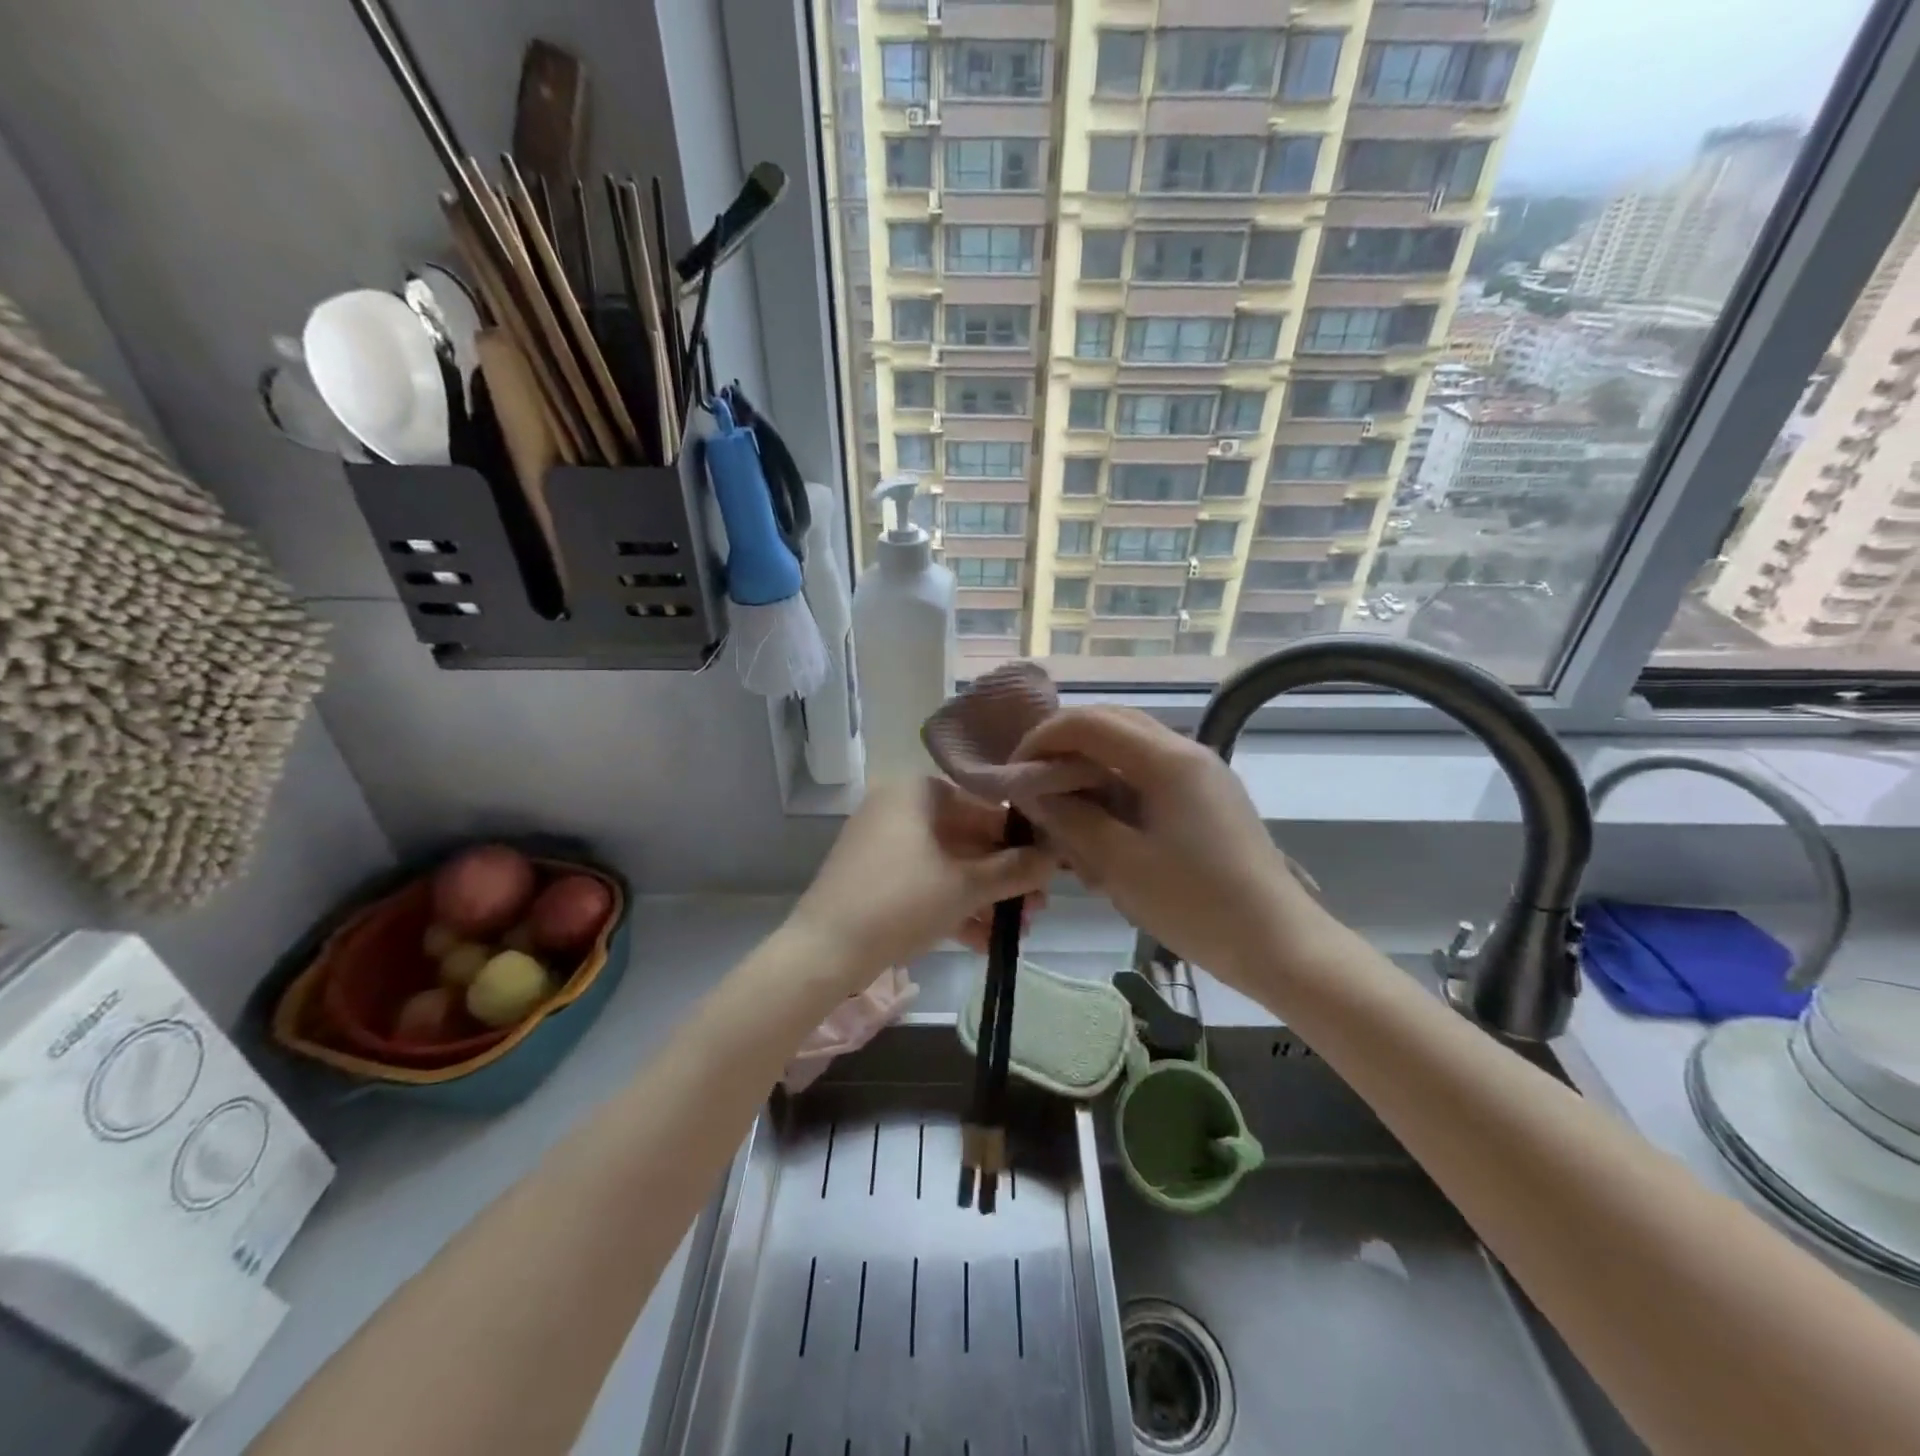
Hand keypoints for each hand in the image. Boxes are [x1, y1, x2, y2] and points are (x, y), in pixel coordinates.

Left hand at [787, 778, 1053, 992]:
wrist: (823, 951)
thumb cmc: (900, 902)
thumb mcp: (966, 887)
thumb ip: (1015, 870)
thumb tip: (1055, 858)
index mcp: (917, 791)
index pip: (984, 806)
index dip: (1020, 839)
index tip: (1049, 869)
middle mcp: (899, 807)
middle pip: (967, 838)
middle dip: (1005, 877)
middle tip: (1038, 906)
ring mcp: (884, 844)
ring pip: (948, 865)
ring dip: (985, 897)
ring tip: (1019, 930)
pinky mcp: (875, 878)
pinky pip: (926, 883)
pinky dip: (954, 907)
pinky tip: (986, 942)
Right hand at [1010, 707, 1334, 994]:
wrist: (1280, 945)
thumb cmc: (1196, 905)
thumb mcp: (1119, 864)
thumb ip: (1069, 818)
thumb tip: (1031, 790)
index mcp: (1167, 760)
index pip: (1089, 722)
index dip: (1042, 740)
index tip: (1014, 777)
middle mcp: (1186, 751)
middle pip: (1110, 726)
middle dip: (1064, 752)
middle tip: (1035, 793)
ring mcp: (1201, 774)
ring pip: (1128, 752)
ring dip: (1090, 775)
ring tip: (1068, 823)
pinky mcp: (1207, 799)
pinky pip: (1149, 778)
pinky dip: (1116, 794)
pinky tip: (1105, 839)